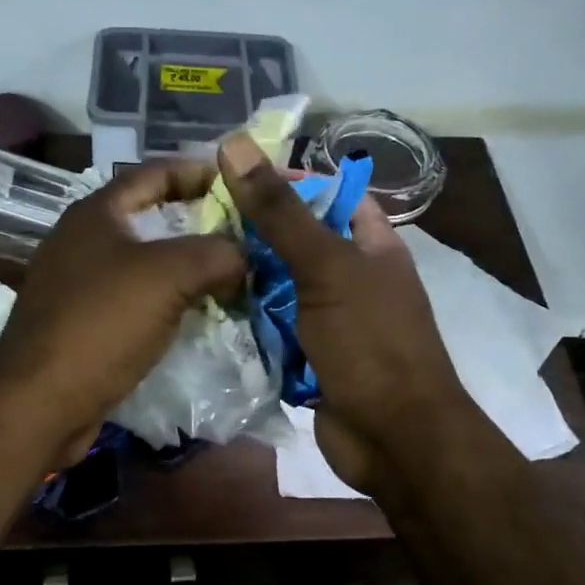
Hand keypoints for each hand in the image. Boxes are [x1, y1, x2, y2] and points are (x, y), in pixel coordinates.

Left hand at [0, 161, 244, 464]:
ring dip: (182, 268)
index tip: (236, 181)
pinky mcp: (77, 324)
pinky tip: (191, 317)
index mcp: (95, 214)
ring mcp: (75, 285)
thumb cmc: (101, 324)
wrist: (41, 401)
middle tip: (240, 234)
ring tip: (226, 276)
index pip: (153, 173)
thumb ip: (215, 254)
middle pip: (147, 218)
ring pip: (140, 264)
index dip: (196, 171)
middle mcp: (80, 241)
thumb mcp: (169, 277)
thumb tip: (243, 255)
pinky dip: (163, 302)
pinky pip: (130, 301)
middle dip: (195, 224)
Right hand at [217, 133, 470, 494]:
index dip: (286, 182)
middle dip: (251, 235)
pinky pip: (271, 329)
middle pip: (295, 243)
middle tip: (194, 222)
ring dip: (242, 281)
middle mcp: (351, 278)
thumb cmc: (370, 343)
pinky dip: (246, 323)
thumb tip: (235, 146)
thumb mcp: (326, 268)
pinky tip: (205, 309)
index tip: (229, 178)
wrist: (394, 438)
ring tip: (190, 261)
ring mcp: (329, 321)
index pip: (328, 195)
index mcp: (371, 246)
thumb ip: (280, 212)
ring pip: (277, 288)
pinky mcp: (308, 357)